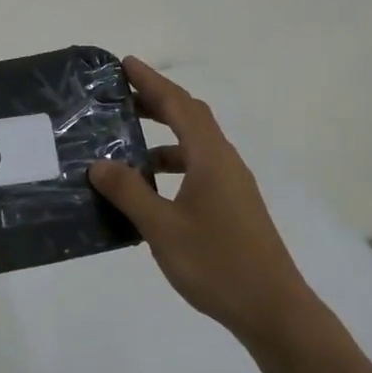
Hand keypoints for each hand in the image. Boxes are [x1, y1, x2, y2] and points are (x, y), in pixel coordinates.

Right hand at [90, 58, 309, 346]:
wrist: (272, 309)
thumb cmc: (216, 263)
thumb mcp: (163, 228)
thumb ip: (129, 193)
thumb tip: (99, 164)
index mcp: (211, 158)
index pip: (179, 105)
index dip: (152, 82)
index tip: (125, 64)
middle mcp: (225, 162)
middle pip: (191, 118)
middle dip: (157, 101)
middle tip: (121, 96)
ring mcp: (232, 185)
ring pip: (195, 146)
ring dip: (163, 137)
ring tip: (127, 143)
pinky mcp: (232, 206)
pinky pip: (197, 169)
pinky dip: (172, 166)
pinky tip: (149, 188)